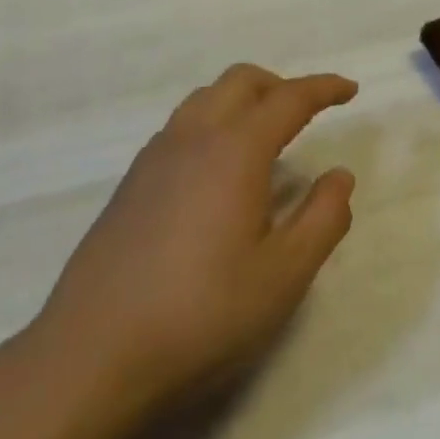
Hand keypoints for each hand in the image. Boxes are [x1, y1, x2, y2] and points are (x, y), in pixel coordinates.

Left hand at [21, 65, 357, 422]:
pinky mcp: (131, 182)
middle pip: (242, 81)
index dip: (323, 88)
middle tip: (307, 114)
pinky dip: (213, 122)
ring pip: (206, 98)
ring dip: (243, 100)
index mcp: (235, 150)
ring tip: (264, 138)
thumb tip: (339, 176)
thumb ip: (323, 219)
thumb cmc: (200, 315)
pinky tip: (217, 172)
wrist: (90, 357)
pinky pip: (182, 125)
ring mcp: (155, 157)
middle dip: (281, 85)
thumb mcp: (283, 276)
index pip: (289, 98)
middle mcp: (194, 137)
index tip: (349, 90)